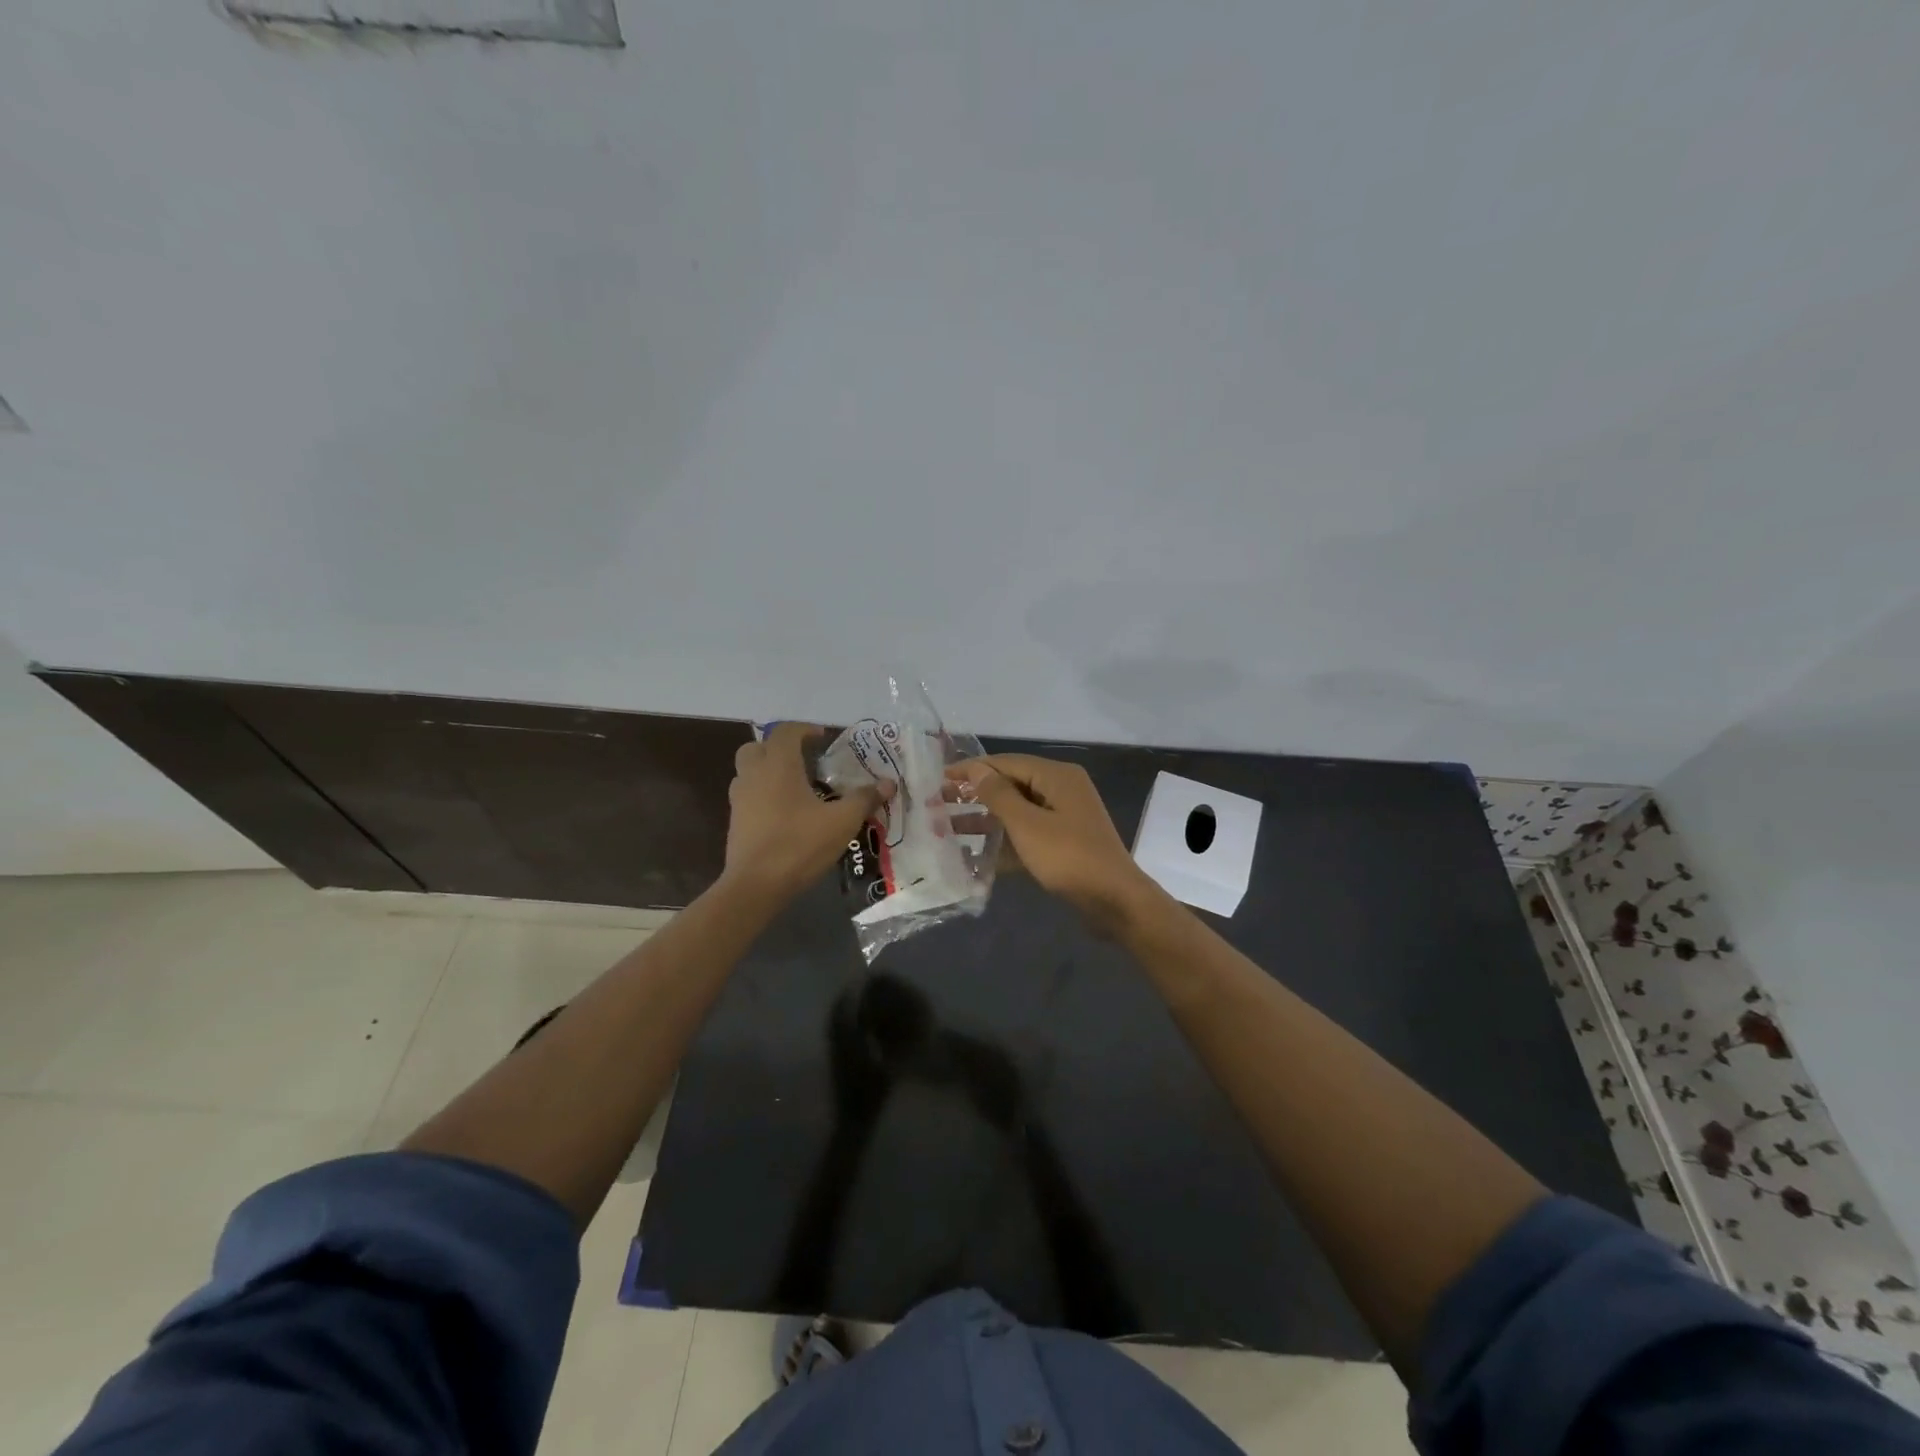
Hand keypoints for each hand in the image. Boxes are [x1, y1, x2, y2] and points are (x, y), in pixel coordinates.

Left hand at [724, 723, 889, 898]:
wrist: (756, 886)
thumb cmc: (799, 845)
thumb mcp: (842, 822)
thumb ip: (864, 799)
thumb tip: (888, 783)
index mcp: (778, 765)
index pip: (785, 731)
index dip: (804, 729)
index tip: (822, 738)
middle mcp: (753, 775)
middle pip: (758, 747)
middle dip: (779, 748)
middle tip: (804, 760)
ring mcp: (739, 799)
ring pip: (748, 771)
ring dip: (768, 771)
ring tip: (796, 787)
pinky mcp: (735, 822)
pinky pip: (748, 795)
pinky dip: (763, 794)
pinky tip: (785, 814)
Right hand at [947, 754, 1161, 929]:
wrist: (1114, 901)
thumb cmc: (1069, 857)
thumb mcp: (1027, 824)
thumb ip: (999, 795)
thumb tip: (976, 770)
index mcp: (1056, 776)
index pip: (1006, 763)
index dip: (971, 769)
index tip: (939, 778)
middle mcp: (1061, 790)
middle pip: (1010, 785)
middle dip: (974, 794)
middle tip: (938, 802)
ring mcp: (1064, 817)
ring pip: (1016, 812)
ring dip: (985, 819)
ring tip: (947, 827)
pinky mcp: (1063, 843)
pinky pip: (1027, 834)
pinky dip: (1004, 841)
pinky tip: (975, 855)